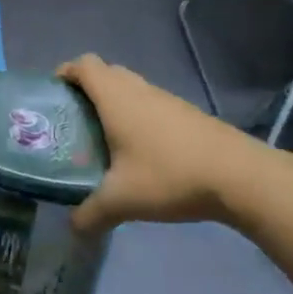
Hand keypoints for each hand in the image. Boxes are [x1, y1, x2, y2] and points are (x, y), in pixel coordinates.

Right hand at [59, 55, 278, 236]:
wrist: (238, 175)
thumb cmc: (169, 174)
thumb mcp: (123, 199)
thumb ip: (92, 213)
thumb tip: (71, 228)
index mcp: (115, 96)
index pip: (83, 65)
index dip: (66, 72)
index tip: (54, 94)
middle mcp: (137, 88)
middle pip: (105, 72)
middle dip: (86, 89)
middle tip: (74, 119)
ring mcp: (164, 98)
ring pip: (129, 87)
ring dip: (113, 103)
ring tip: (103, 137)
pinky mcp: (184, 112)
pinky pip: (149, 103)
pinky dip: (136, 115)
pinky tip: (139, 151)